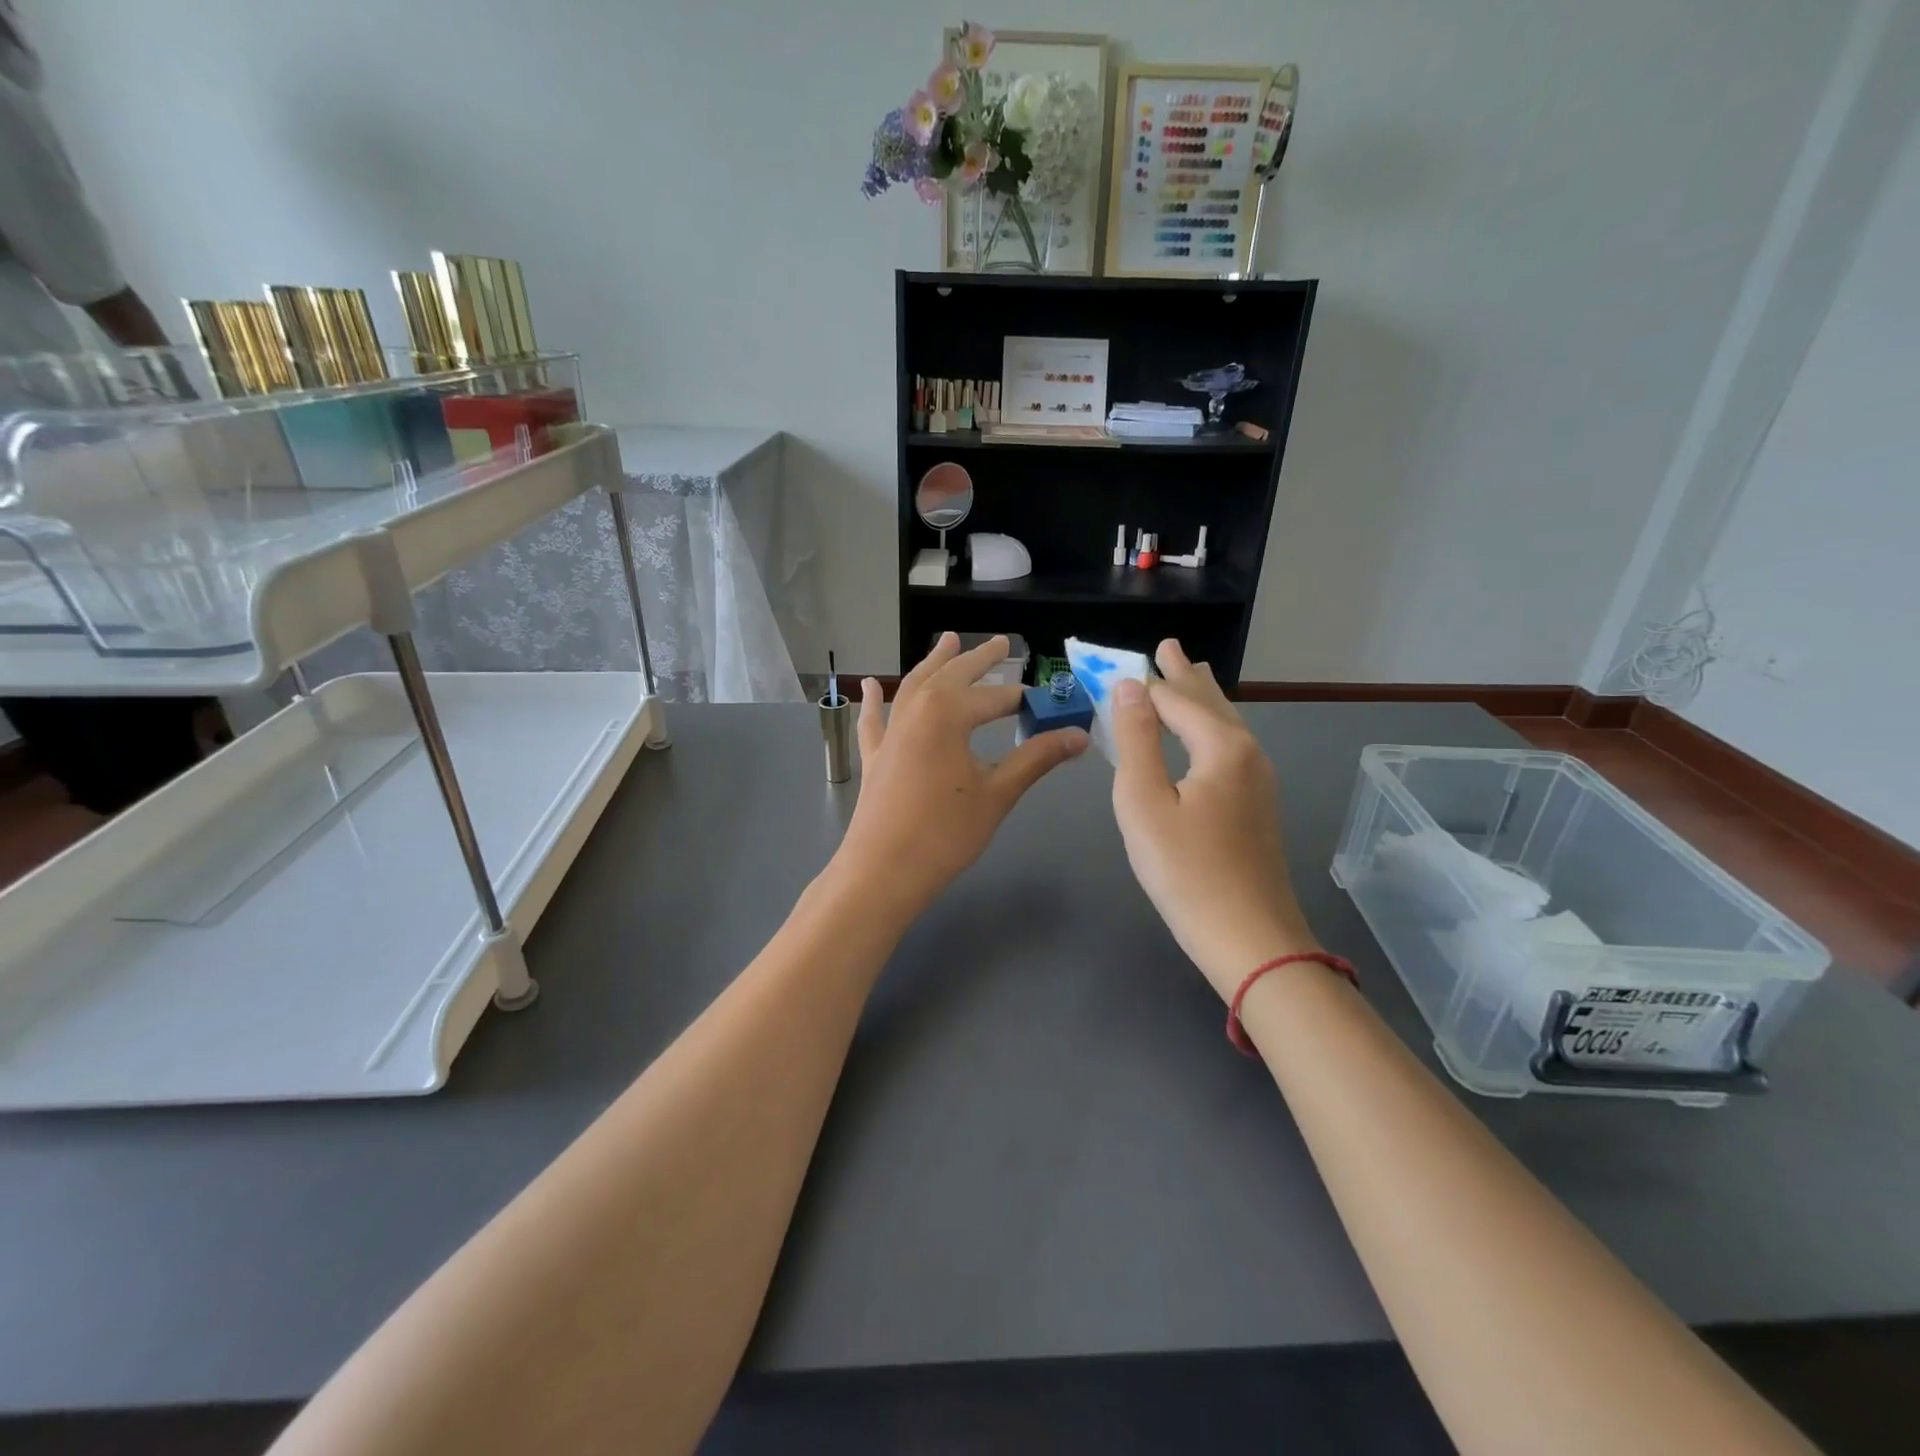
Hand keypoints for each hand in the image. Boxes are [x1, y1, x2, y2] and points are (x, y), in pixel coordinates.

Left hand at [833, 633, 1086, 921]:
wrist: (883, 871)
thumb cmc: (946, 833)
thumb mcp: (998, 793)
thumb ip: (1036, 758)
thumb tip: (1078, 735)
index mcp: (948, 713)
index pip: (996, 698)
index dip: (1025, 701)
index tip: (1049, 704)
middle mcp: (916, 710)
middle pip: (953, 675)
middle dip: (979, 659)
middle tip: (1002, 642)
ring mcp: (891, 732)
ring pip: (913, 686)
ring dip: (933, 663)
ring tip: (947, 640)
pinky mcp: (875, 755)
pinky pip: (875, 718)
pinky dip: (874, 700)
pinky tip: (870, 685)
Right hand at [1110, 639, 1317, 998]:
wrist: (1250, 940)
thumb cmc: (1186, 871)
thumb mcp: (1144, 802)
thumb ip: (1136, 739)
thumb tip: (1128, 686)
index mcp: (1222, 746)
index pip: (1177, 699)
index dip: (1148, 682)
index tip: (1125, 661)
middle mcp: (1247, 754)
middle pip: (1211, 703)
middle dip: (1186, 675)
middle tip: (1169, 646)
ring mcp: (1258, 782)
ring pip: (1226, 725)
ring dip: (1203, 698)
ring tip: (1192, 674)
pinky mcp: (1257, 808)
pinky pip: (1230, 748)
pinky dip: (1211, 727)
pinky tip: (1207, 736)